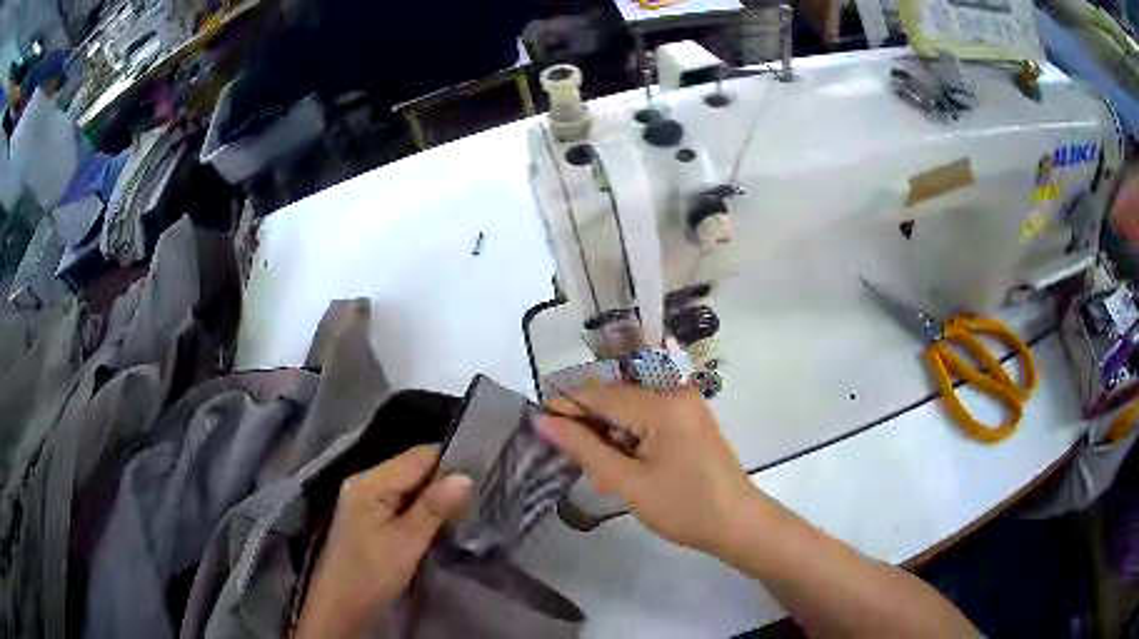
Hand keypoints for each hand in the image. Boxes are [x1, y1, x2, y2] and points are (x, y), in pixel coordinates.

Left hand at [295, 445, 471, 638]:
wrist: (340, 607)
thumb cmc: (371, 575)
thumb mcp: (406, 542)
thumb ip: (434, 508)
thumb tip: (465, 476)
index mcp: (369, 482)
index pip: (417, 457)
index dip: (449, 464)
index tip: (481, 477)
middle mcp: (364, 482)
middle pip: (411, 469)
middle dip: (442, 482)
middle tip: (475, 499)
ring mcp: (364, 500)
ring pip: (408, 487)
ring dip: (433, 498)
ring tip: (464, 510)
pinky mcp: (368, 517)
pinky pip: (400, 502)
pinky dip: (420, 509)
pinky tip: (438, 522)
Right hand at [537, 385, 756, 553]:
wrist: (738, 524)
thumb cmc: (683, 507)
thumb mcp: (628, 482)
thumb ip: (585, 449)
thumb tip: (544, 422)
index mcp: (662, 405)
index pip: (600, 395)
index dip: (565, 406)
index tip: (536, 424)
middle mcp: (675, 394)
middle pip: (617, 400)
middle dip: (589, 425)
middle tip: (567, 457)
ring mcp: (687, 405)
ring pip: (632, 411)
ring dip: (609, 436)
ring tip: (596, 472)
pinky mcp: (692, 419)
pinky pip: (650, 419)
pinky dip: (631, 439)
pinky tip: (622, 466)